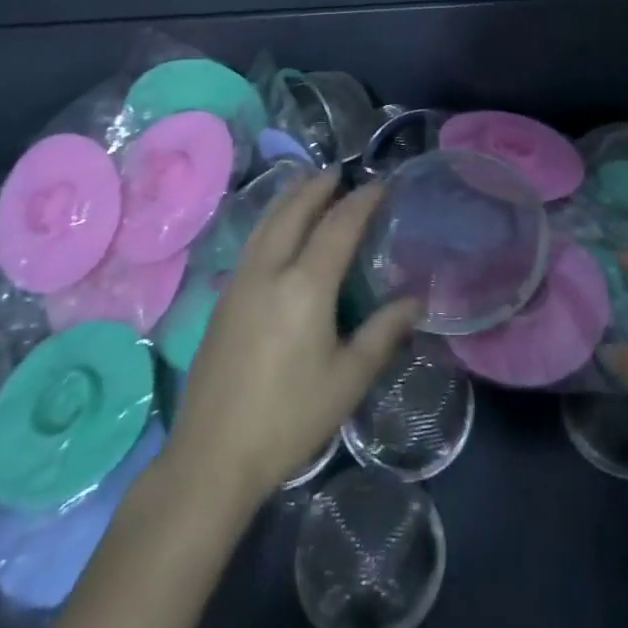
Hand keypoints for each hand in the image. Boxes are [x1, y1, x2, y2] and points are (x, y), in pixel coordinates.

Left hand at [166, 171, 418, 505]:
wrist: (212, 456)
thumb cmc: (289, 418)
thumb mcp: (348, 379)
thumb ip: (383, 332)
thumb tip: (415, 300)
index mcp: (305, 286)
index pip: (338, 226)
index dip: (361, 201)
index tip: (380, 184)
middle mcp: (269, 271)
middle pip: (293, 212)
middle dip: (317, 186)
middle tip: (338, 171)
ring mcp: (239, 283)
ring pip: (265, 223)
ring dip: (289, 197)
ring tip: (307, 184)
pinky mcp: (222, 299)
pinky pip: (252, 241)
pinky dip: (270, 220)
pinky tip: (276, 230)